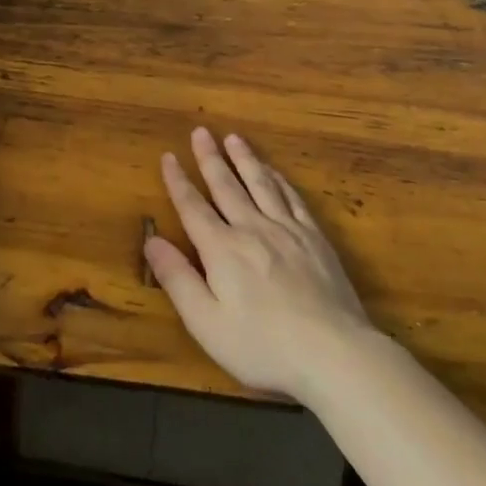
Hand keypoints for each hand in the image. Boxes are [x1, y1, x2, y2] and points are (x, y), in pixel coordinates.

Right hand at [143, 128, 378, 399]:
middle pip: (227, 186)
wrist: (334, 353)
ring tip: (234, 138)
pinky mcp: (315, 239)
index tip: (168, 156)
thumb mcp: (206, 323)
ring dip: (245, 159)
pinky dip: (279, 180)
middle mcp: (253, 229)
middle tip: (200, 131)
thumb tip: (151, 240)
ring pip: (261, 184)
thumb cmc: (262, 347)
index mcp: (222, 250)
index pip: (193, 207)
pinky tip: (275, 172)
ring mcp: (288, 231)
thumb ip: (177, 279)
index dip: (178, 181)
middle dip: (210, 158)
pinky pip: (292, 198)